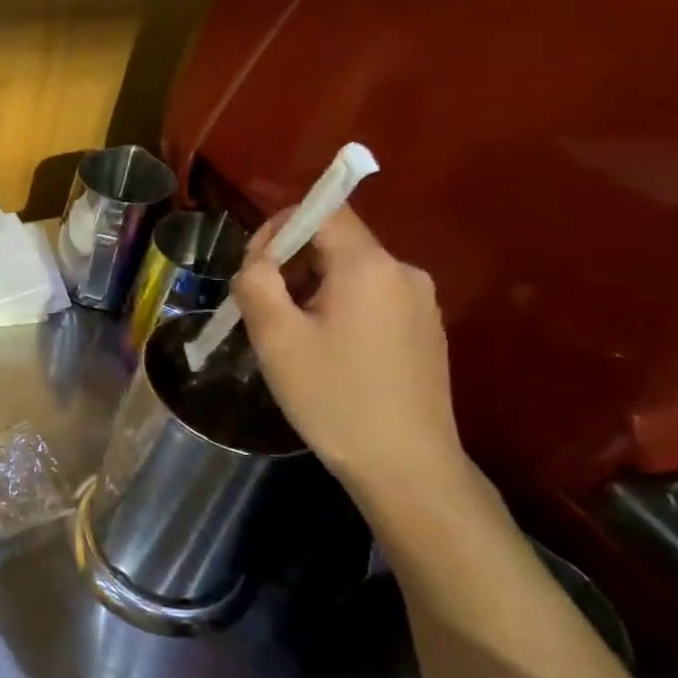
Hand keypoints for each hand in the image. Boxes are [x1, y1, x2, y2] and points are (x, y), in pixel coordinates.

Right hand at [234, 204, 465, 500]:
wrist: (406, 466)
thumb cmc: (334, 398)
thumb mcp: (277, 338)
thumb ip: (256, 283)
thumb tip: (257, 261)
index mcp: (369, 266)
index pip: (324, 211)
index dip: (280, 227)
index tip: (252, 267)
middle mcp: (403, 273)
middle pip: (336, 243)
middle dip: (290, 264)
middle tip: (260, 308)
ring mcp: (420, 303)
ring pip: (351, 274)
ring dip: (311, 290)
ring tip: (286, 336)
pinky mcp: (425, 331)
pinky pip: (371, 299)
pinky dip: (337, 309)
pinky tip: (323, 352)